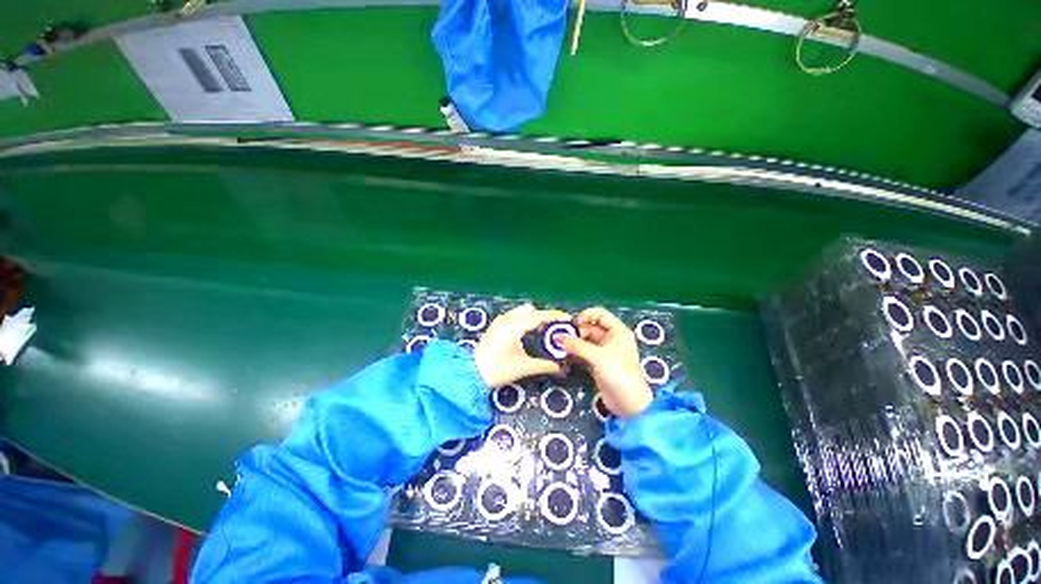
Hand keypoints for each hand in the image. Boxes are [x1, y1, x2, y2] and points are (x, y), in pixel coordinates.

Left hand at [473, 304, 571, 387]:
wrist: (472, 373)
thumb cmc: (498, 370)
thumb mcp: (523, 367)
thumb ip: (544, 365)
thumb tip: (561, 368)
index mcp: (514, 326)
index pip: (539, 316)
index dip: (555, 316)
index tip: (568, 319)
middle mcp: (507, 318)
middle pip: (531, 310)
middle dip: (544, 317)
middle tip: (555, 330)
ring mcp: (500, 320)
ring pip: (522, 311)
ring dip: (534, 318)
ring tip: (543, 332)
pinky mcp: (497, 325)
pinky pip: (516, 316)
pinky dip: (525, 320)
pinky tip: (530, 333)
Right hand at [559, 307, 652, 418]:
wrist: (628, 404)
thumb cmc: (619, 374)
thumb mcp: (597, 356)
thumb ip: (576, 345)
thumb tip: (557, 337)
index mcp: (618, 331)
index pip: (601, 314)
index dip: (587, 315)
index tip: (575, 324)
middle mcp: (611, 339)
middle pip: (591, 327)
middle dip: (577, 331)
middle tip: (564, 338)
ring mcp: (604, 352)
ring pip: (585, 341)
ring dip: (573, 343)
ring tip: (560, 346)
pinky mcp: (597, 364)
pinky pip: (583, 353)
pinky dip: (574, 353)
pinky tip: (564, 355)